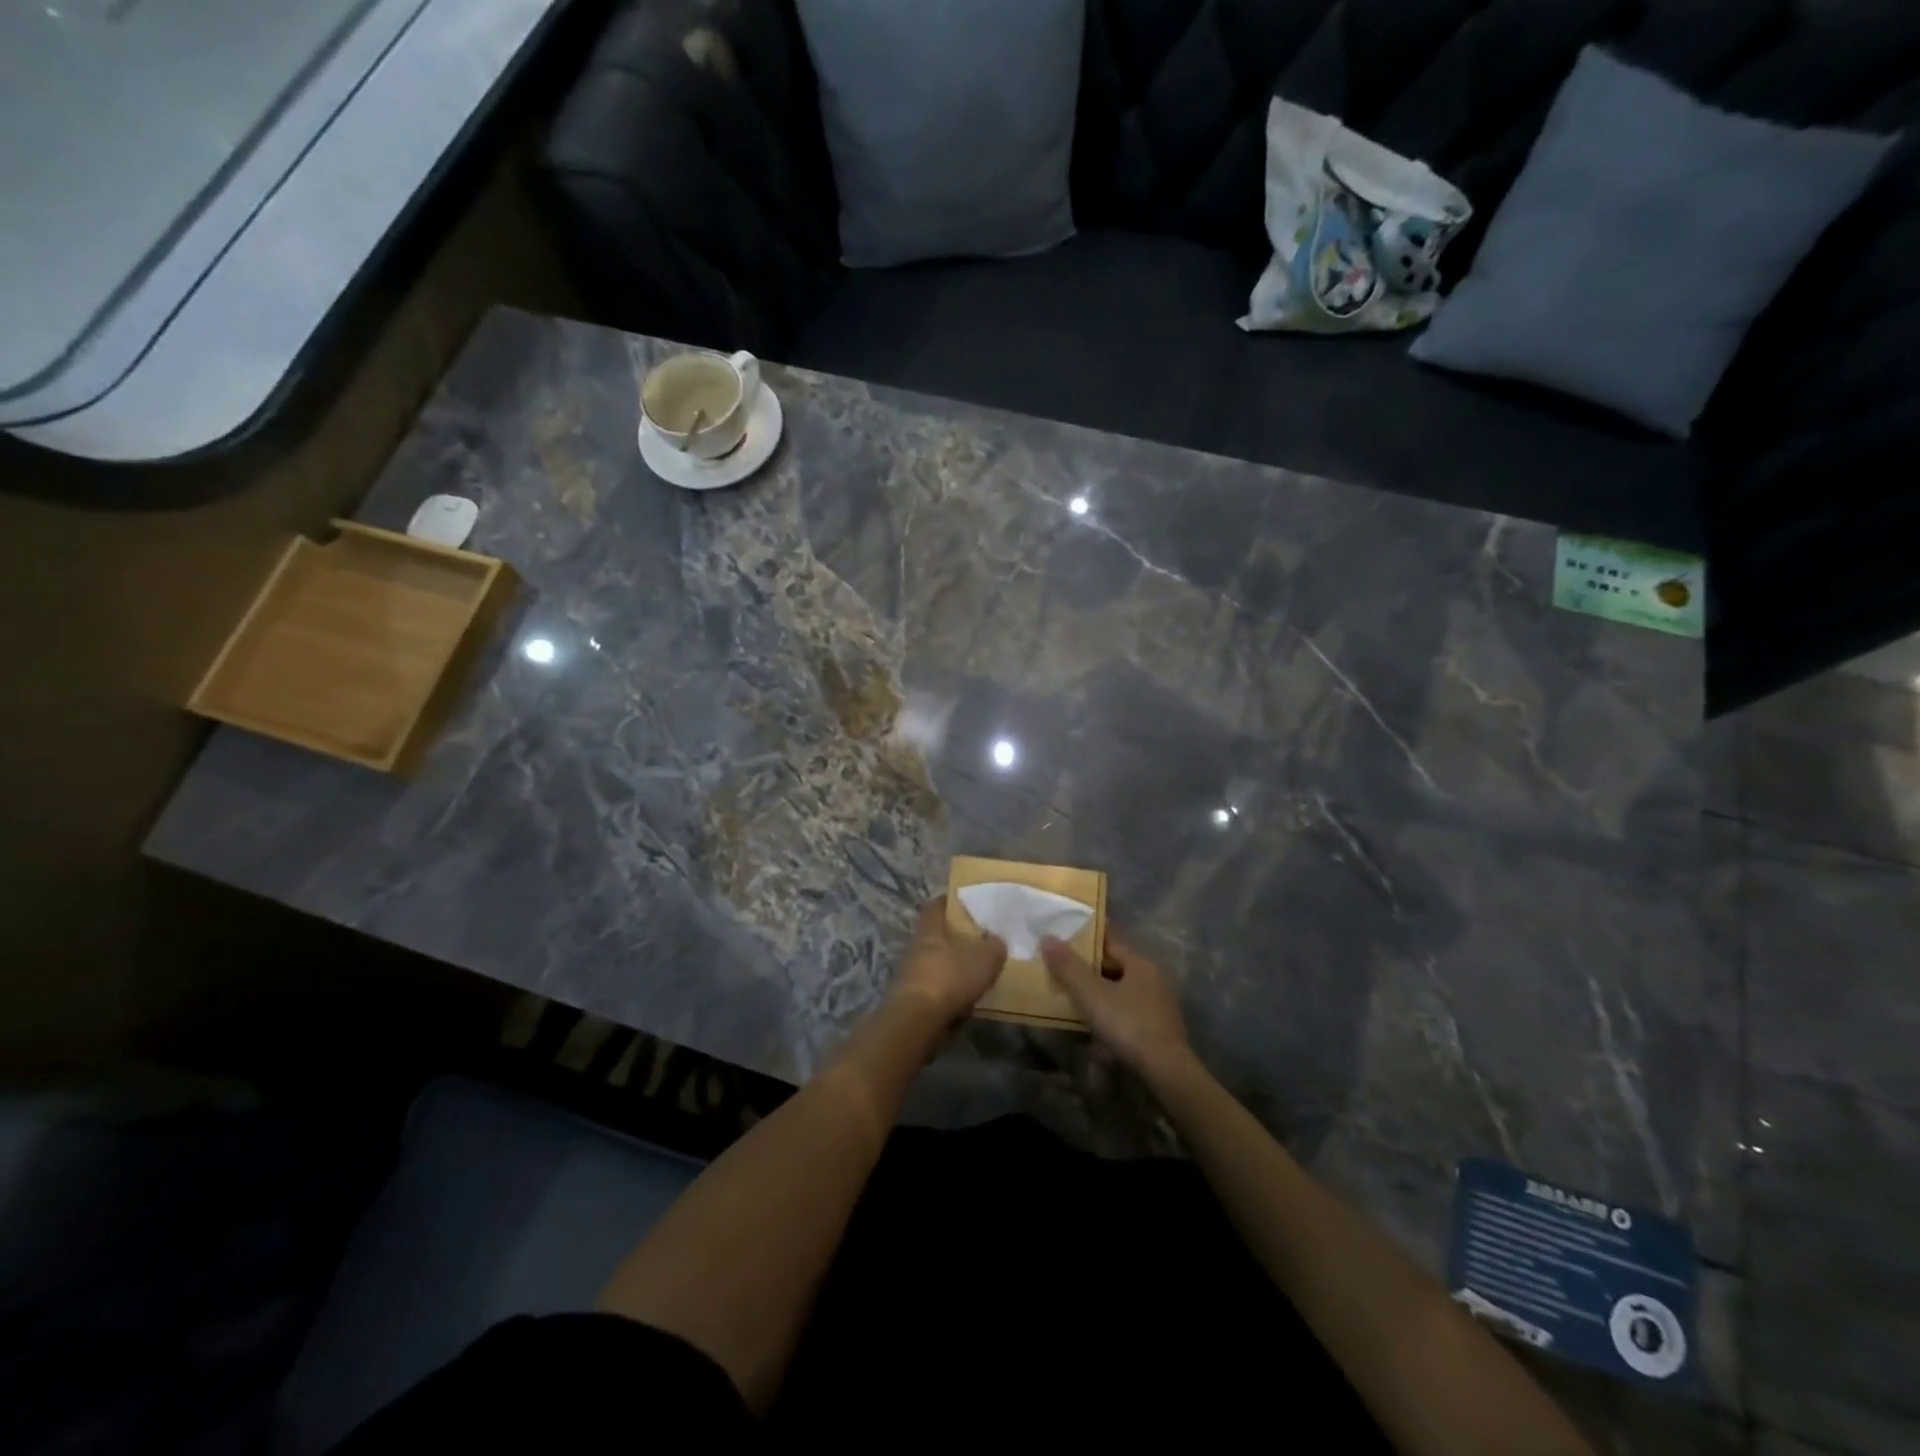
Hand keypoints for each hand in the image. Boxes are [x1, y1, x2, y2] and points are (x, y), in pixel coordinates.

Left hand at [891, 897, 1006, 1022]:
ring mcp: (911, 975)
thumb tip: (997, 941)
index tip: (968, 903)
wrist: (917, 1022)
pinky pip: (935, 989)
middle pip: (936, 936)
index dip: (951, 902)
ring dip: (952, 967)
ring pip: (936, 963)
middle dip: (955, 937)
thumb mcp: (984, 957)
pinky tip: (967, 997)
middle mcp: (916, 947)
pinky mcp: (912, 1001)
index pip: (937, 906)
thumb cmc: (949, 978)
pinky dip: (950, 991)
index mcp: (929, 929)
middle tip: (980, 939)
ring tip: (977, 971)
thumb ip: (994, 946)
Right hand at [1040, 933, 1192, 1080]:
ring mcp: (1159, 1003)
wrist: (1165, 1071)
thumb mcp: (1091, 994)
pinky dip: (1111, 1012)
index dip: (1085, 939)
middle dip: (1090, 969)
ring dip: (1100, 993)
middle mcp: (1154, 977)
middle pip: (1115, 965)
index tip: (1064, 939)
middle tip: (1062, 971)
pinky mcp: (1160, 1027)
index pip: (1109, 940)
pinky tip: (1096, 1025)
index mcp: (1141, 962)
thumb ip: (1068, 967)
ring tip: (1075, 1000)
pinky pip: (1129, 1010)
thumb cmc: (1127, 1024)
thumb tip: (1047, 938)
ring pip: (1122, 989)